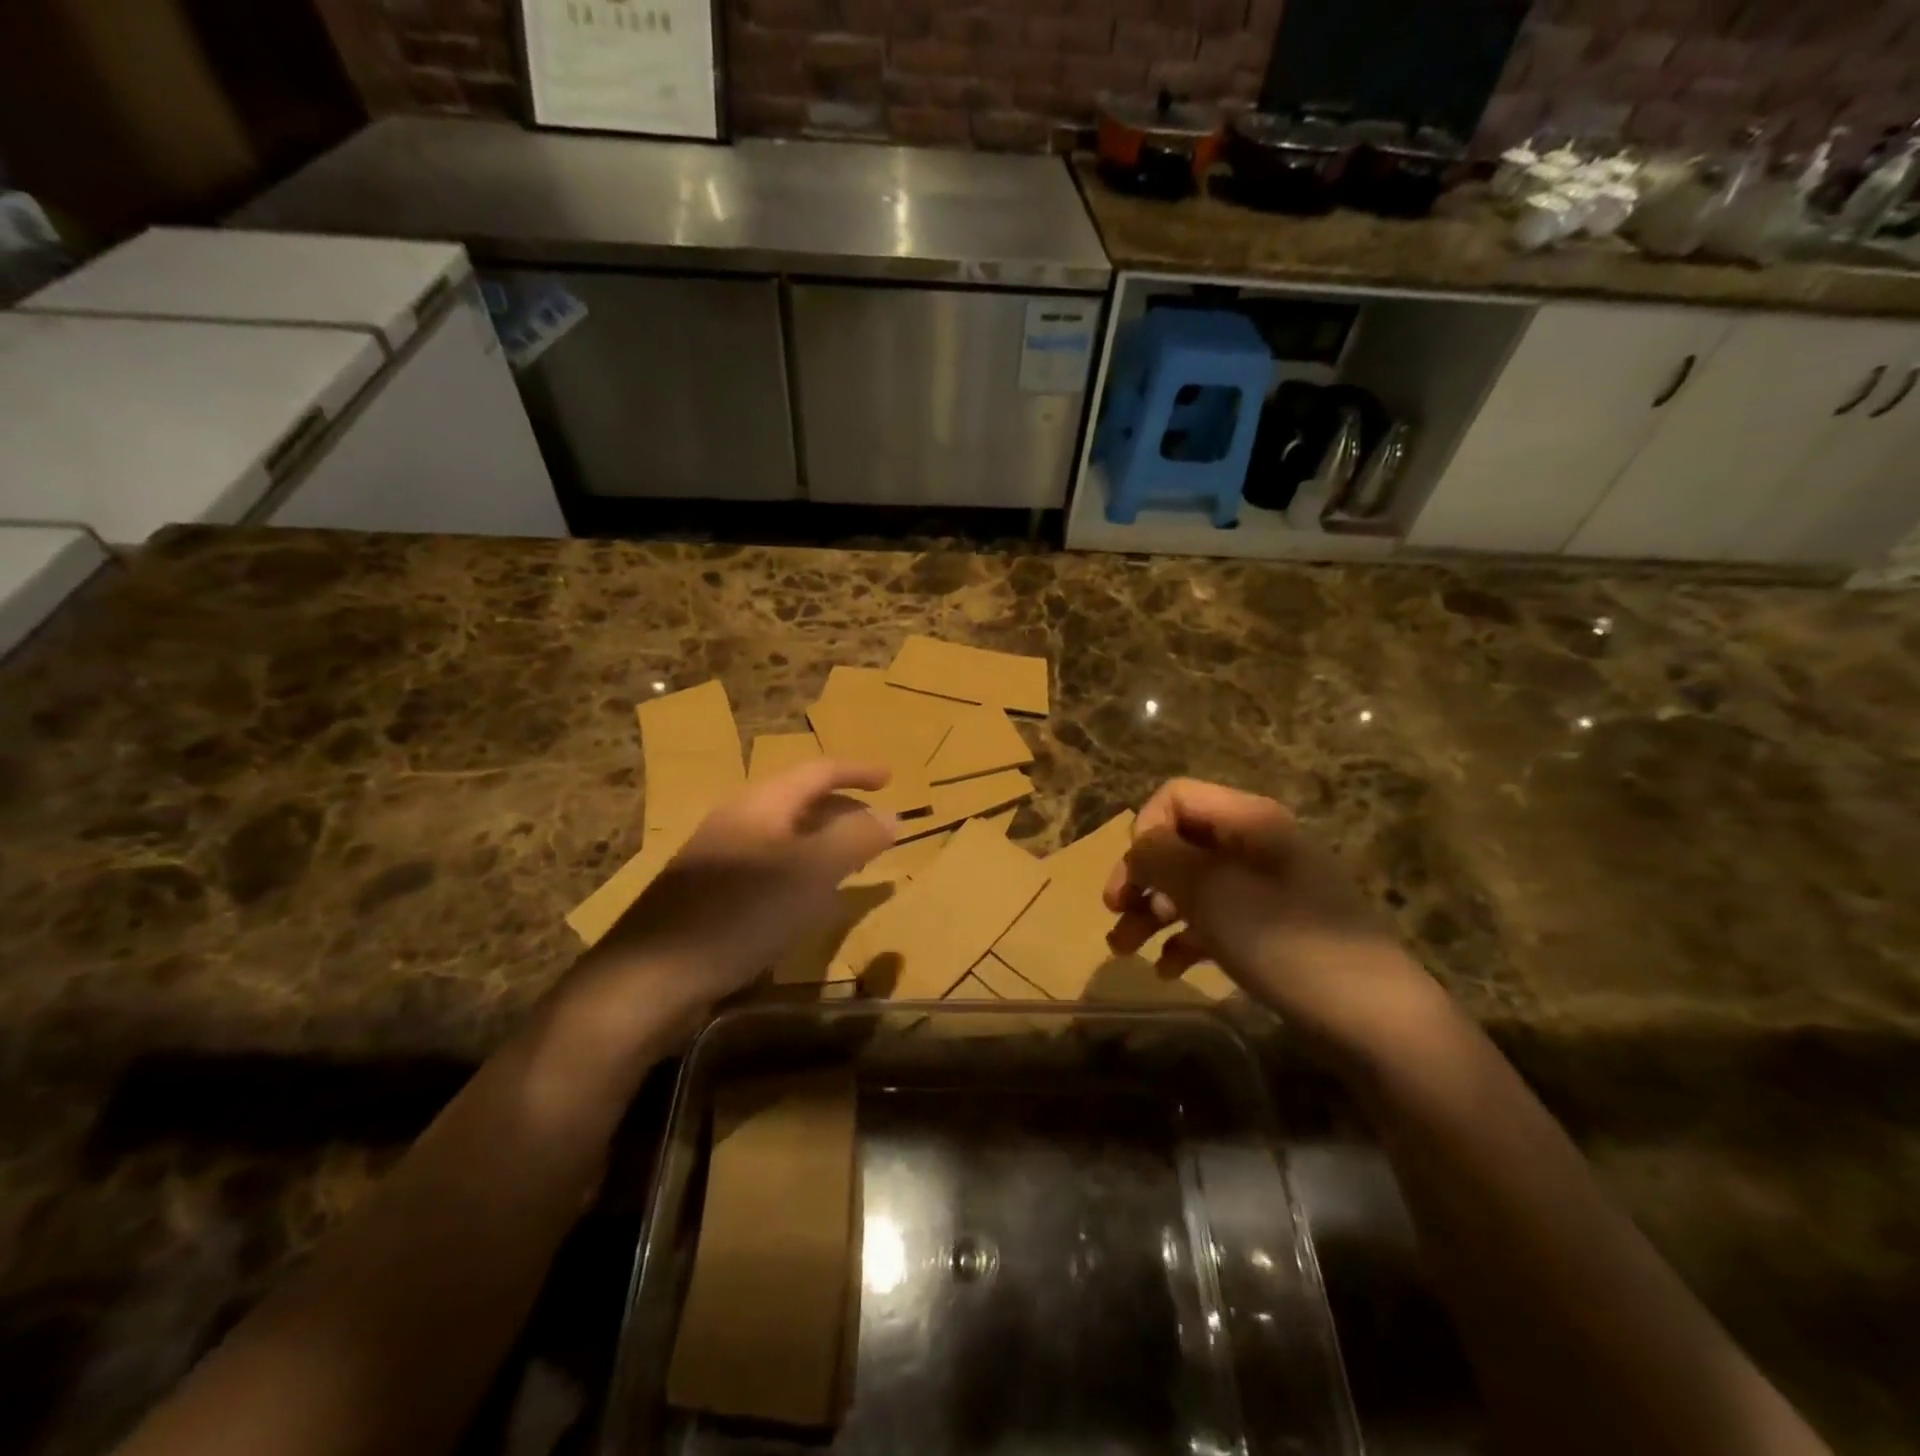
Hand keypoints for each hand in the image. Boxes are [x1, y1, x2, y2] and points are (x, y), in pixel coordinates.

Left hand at [563, 761, 895, 1037]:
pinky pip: (767, 863)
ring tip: (850, 861)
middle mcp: (737, 819)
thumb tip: (892, 814)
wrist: (651, 977)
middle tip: (877, 827)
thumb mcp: (810, 874)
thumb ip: (854, 840)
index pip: (818, 770)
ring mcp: (718, 855)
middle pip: (799, 799)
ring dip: (821, 839)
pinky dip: (799, 867)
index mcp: (761, 804)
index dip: (858, 771)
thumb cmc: (740, 914)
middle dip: (842, 808)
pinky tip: (805, 898)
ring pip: (783, 833)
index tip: (892, 778)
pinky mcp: (708, 890)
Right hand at [1103, 779, 1437, 1047]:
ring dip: (1152, 912)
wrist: (1374, 1020)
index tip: (1136, 878)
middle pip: (1180, 842)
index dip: (1146, 831)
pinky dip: (1185, 938)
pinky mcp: (1272, 930)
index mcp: (1248, 822)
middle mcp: (1256, 846)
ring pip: (1192, 885)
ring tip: (1124, 949)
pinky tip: (1169, 969)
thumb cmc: (1287, 944)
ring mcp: (1266, 890)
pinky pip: (1215, 920)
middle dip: (1141, 876)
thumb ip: (1163, 859)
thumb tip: (1138, 848)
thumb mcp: (1213, 893)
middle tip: (1113, 912)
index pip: (1176, 797)